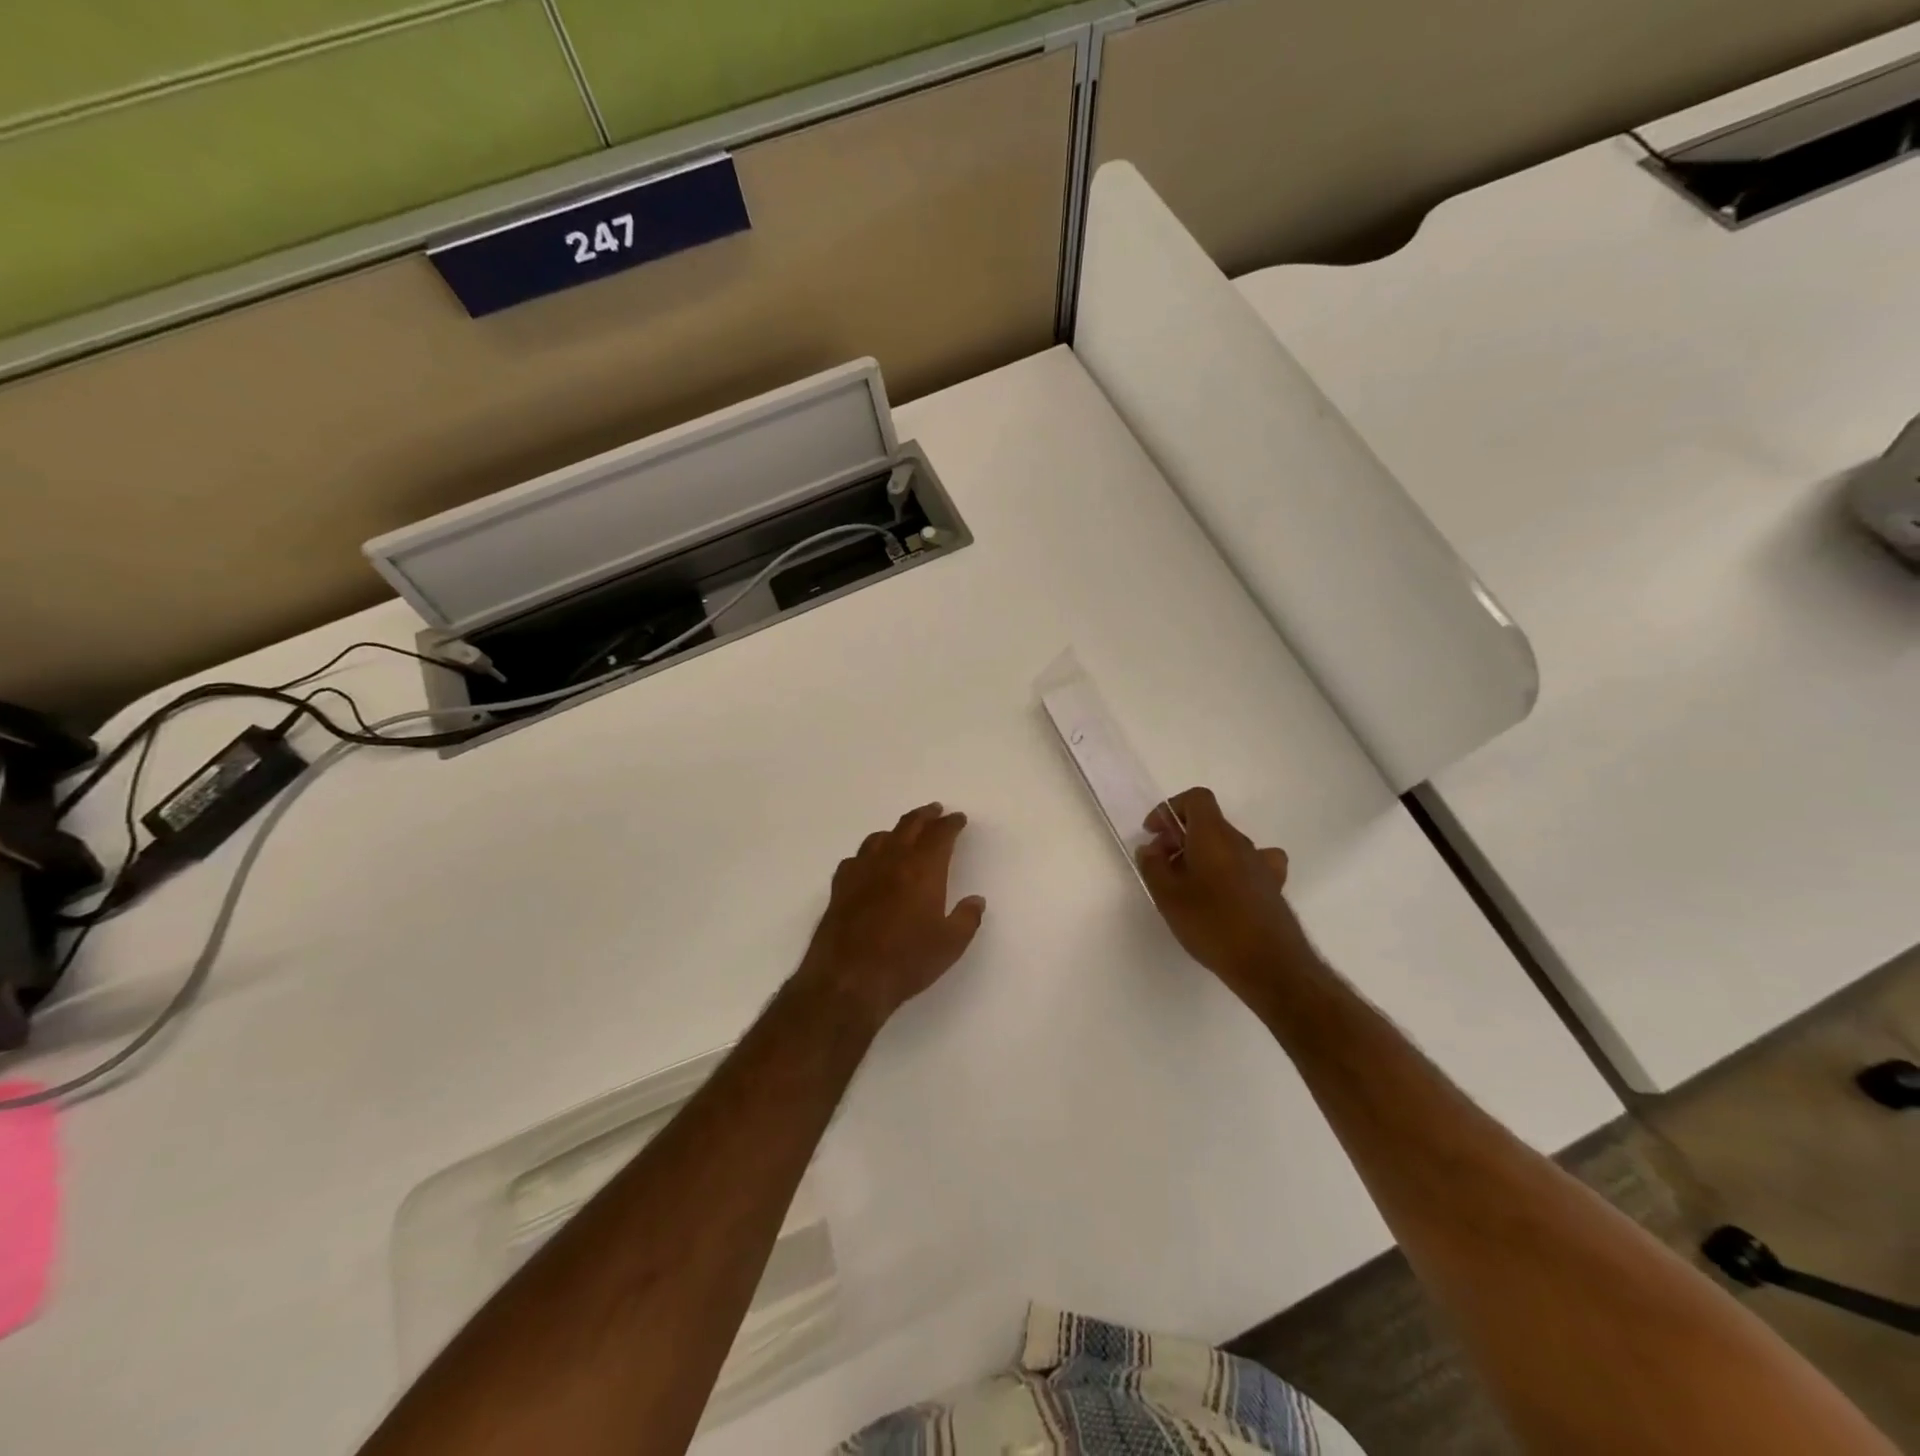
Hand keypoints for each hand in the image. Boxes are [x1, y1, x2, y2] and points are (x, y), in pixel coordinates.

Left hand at [795, 803, 986, 1031]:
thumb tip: (976, 900)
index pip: (940, 834)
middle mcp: (891, 861)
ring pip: (880, 838)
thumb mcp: (950, 945)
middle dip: (925, 816)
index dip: (951, 824)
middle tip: (935, 810)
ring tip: (904, 833)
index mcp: (922, 869)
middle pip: (909, 826)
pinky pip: (856, 858)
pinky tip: (869, 863)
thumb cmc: (906, 961)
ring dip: (897, 830)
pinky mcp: (840, 887)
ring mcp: (861, 871)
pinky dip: (869, 854)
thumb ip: (966, 919)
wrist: (848, 979)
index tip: (958, 819)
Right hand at [1136, 787, 1314, 1005]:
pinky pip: (1249, 865)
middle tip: (1162, 864)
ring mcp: (1261, 864)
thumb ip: (1153, 866)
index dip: (1171, 809)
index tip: (1155, 834)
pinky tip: (1224, 891)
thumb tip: (1151, 848)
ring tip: (1188, 883)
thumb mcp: (1167, 896)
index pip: (1196, 799)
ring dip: (1203, 854)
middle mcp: (1240, 842)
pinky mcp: (1272, 887)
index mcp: (1213, 835)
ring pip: (1226, 844)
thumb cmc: (1212, 923)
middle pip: (1209, 822)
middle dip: (1181, 836)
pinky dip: (1232, 869)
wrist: (1269, 964)